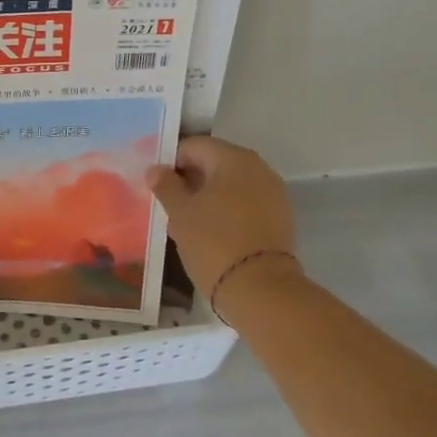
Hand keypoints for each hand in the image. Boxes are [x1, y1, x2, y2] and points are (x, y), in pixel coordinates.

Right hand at [147, 137, 301, 308]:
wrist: (262, 290)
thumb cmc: (214, 243)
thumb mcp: (180, 213)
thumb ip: (166, 185)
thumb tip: (156, 169)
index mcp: (233, 158)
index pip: (193, 146)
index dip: (171, 162)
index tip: (156, 187)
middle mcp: (258, 168)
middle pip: (214, 163)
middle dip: (189, 181)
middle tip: (168, 207)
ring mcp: (273, 193)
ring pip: (230, 185)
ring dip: (207, 198)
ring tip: (186, 224)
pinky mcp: (280, 218)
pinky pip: (245, 204)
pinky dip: (226, 212)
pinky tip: (211, 234)